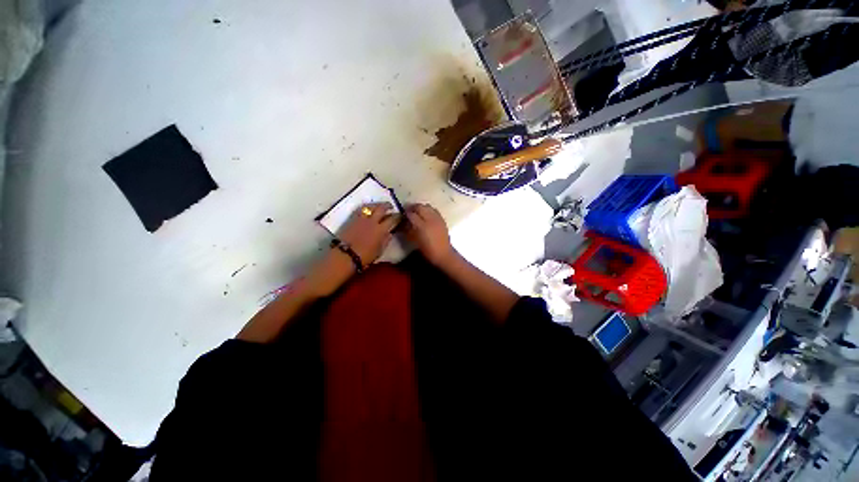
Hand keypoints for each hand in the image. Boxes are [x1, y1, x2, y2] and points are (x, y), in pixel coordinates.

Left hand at [337, 202, 399, 265]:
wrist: (345, 256)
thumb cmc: (364, 257)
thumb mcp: (379, 251)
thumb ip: (386, 241)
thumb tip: (389, 233)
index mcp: (381, 230)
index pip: (392, 219)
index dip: (397, 216)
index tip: (400, 216)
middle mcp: (372, 221)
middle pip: (381, 208)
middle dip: (387, 205)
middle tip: (391, 206)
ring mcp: (361, 219)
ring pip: (370, 206)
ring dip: (377, 204)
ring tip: (379, 206)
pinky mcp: (352, 219)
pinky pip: (361, 209)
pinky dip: (366, 207)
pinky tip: (367, 209)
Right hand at [405, 203, 455, 266]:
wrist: (442, 253)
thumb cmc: (427, 249)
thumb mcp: (414, 240)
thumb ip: (407, 230)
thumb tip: (403, 222)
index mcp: (422, 226)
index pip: (411, 214)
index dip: (405, 213)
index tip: (402, 215)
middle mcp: (430, 220)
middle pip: (420, 207)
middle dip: (413, 208)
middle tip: (408, 211)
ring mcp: (437, 218)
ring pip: (427, 206)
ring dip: (421, 208)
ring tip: (417, 212)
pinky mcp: (442, 219)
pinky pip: (434, 210)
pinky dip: (428, 210)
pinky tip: (426, 214)